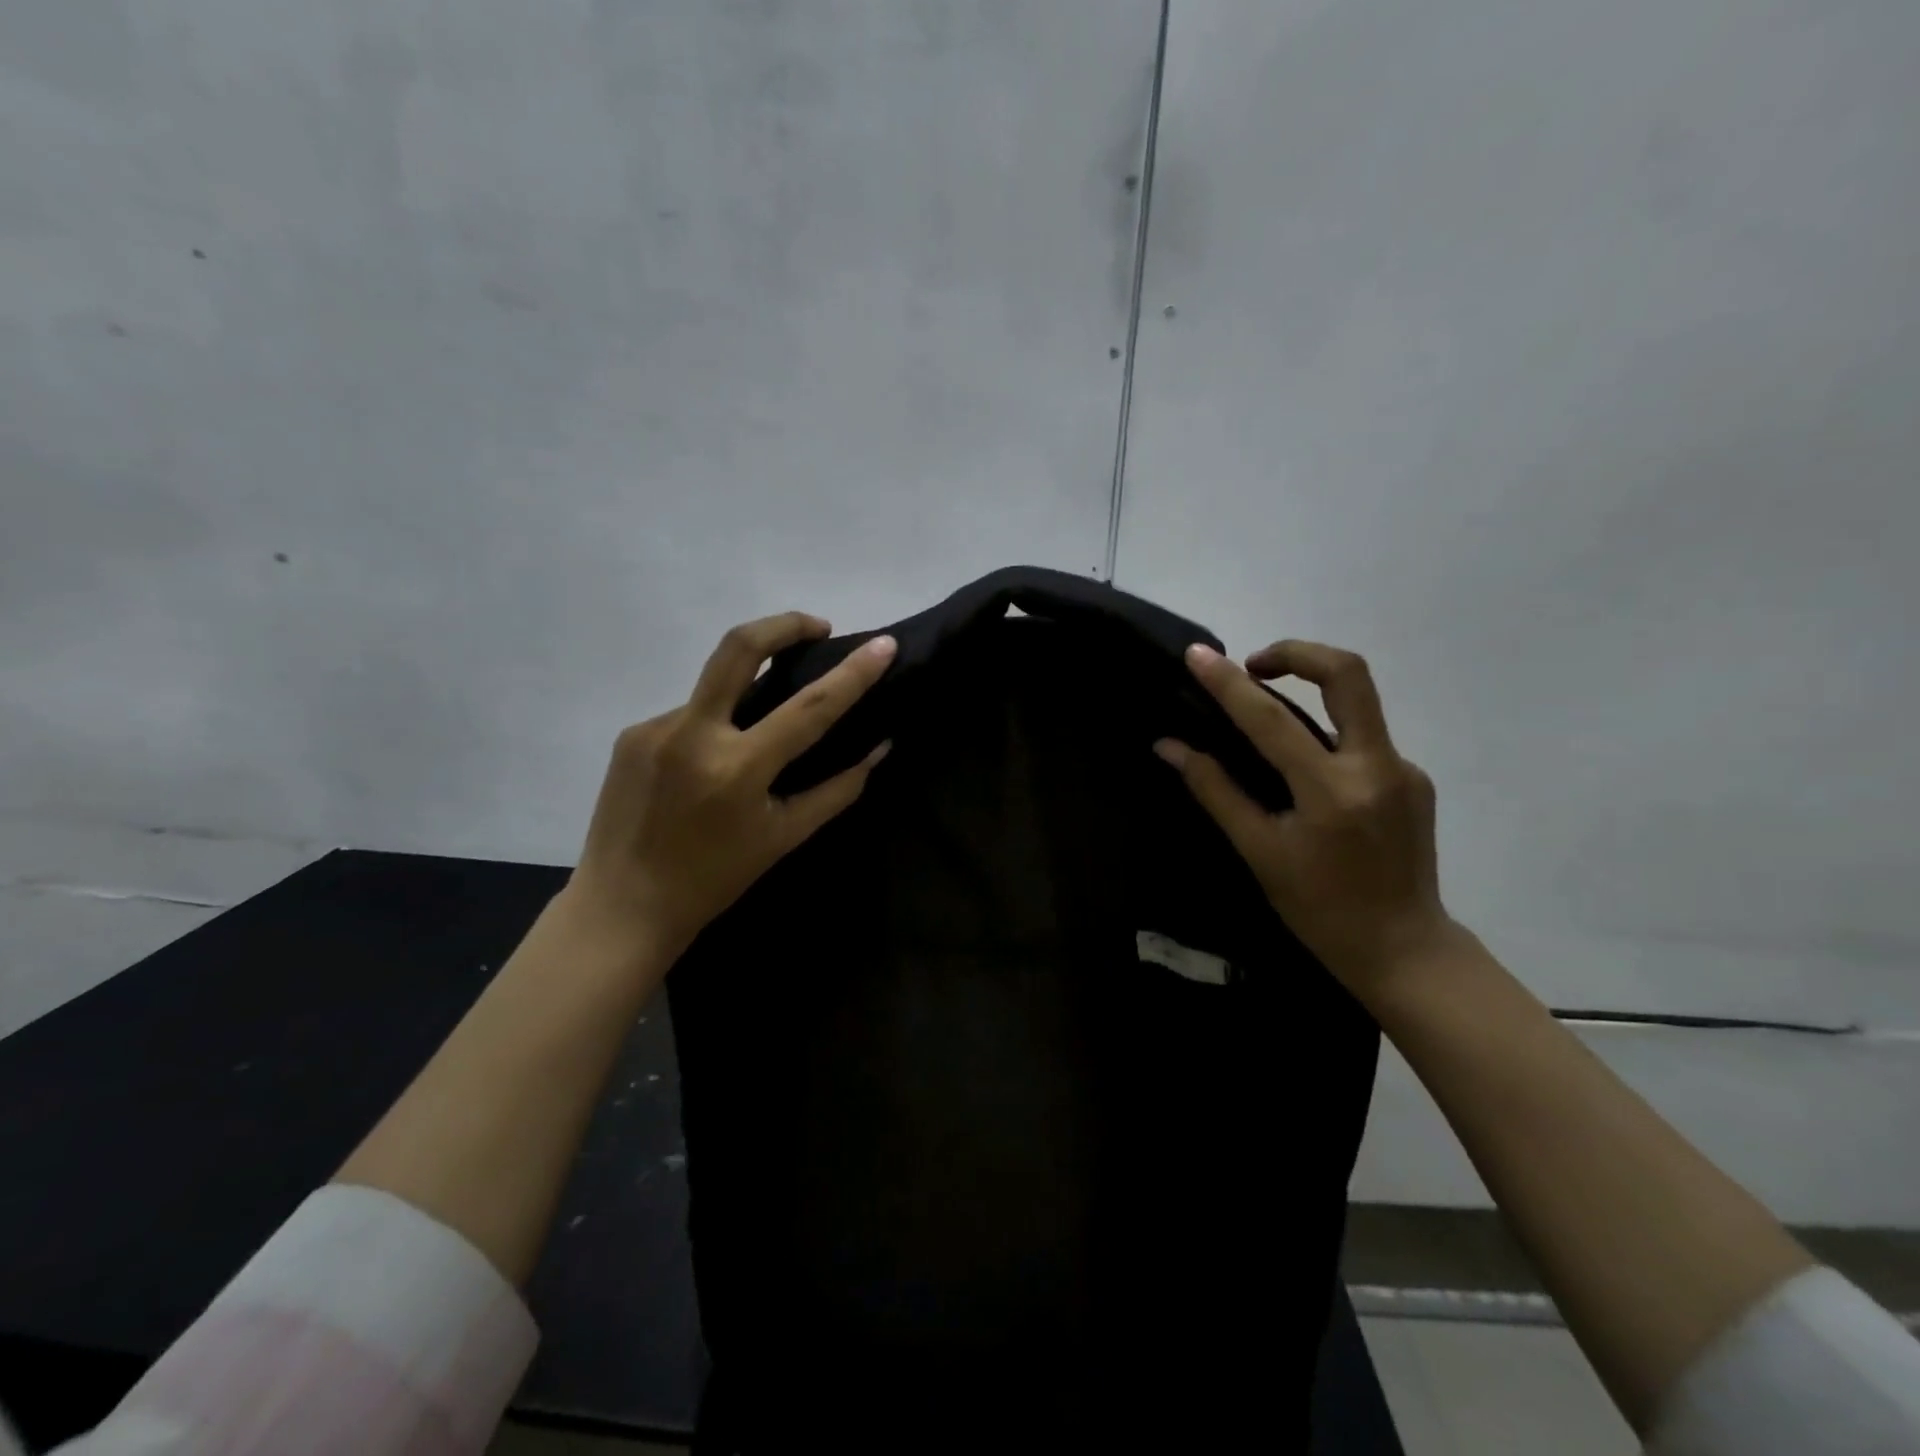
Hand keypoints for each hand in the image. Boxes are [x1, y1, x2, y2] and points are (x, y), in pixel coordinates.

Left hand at [556, 612, 896, 968]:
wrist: (622, 908)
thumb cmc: (715, 880)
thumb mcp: (784, 837)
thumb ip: (837, 789)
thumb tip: (879, 747)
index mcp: (736, 770)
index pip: (809, 707)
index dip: (853, 673)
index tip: (883, 644)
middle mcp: (691, 735)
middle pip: (738, 646)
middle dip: (784, 624)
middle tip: (817, 627)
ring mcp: (653, 728)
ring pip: (716, 689)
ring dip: (746, 696)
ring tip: (756, 739)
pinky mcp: (630, 733)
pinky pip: (689, 714)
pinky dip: (714, 726)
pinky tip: (709, 766)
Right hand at [1156, 640, 1455, 1000]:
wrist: (1404, 950)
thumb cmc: (1319, 909)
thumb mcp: (1259, 852)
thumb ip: (1215, 791)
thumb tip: (1169, 747)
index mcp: (1332, 792)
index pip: (1271, 720)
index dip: (1228, 683)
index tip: (1197, 655)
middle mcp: (1378, 767)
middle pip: (1349, 674)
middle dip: (1297, 653)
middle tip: (1253, 665)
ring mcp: (1404, 770)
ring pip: (1357, 703)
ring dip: (1310, 692)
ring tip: (1266, 718)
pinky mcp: (1414, 779)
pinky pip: (1363, 737)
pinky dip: (1325, 736)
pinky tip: (1304, 771)